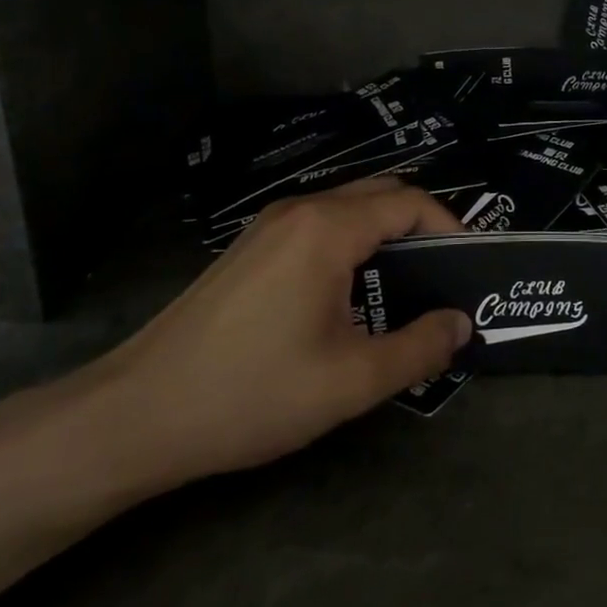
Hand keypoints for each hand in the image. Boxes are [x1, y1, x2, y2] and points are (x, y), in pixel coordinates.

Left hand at [70, 180, 470, 497]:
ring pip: (348, 208)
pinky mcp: (250, 247)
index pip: (409, 202)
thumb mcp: (350, 380)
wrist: (137, 413)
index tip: (469, 266)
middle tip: (443, 275)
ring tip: (403, 290)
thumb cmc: (251, 393)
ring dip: (384, 235)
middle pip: (380, 193)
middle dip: (420, 225)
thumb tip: (460, 323)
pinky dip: (351, 243)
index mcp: (328, 228)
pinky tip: (349, 296)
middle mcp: (300, 210)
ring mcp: (269, 225)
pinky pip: (318, 226)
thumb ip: (418, 348)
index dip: (449, 226)